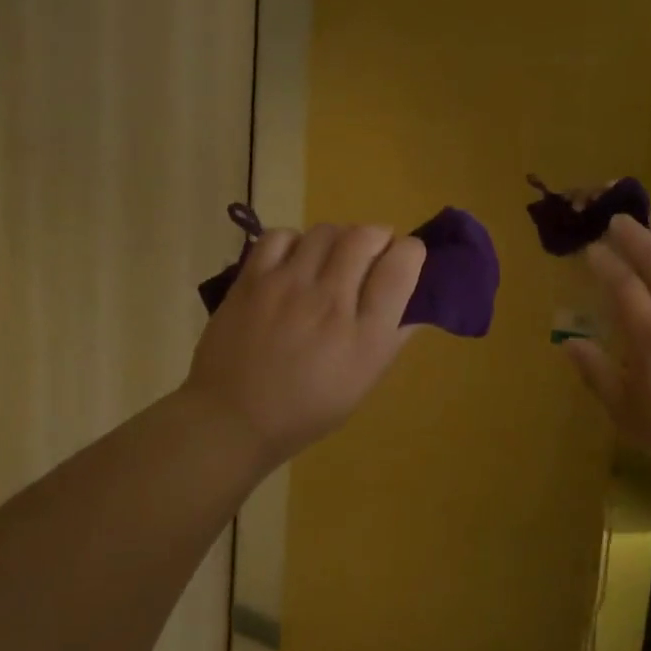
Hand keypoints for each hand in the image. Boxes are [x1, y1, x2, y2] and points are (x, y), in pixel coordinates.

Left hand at [184, 223, 425, 469]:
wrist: (234, 419)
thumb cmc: (307, 409)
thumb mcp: (364, 382)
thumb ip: (393, 338)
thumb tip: (417, 304)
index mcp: (365, 336)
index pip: (400, 267)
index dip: (411, 252)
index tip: (406, 257)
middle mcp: (330, 303)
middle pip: (365, 237)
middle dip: (378, 237)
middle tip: (372, 254)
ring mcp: (288, 287)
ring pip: (326, 232)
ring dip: (339, 238)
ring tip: (333, 257)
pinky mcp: (252, 281)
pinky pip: (281, 236)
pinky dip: (296, 241)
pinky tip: (295, 261)